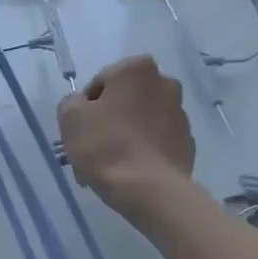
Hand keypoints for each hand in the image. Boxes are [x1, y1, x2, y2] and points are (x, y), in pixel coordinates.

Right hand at [57, 55, 196, 214]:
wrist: (149, 189)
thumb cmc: (106, 146)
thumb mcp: (70, 118)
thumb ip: (71, 102)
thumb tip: (83, 106)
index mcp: (137, 68)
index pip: (100, 84)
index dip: (85, 109)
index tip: (81, 132)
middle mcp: (165, 83)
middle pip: (124, 101)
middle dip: (109, 120)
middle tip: (94, 148)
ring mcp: (180, 114)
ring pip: (141, 121)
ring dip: (126, 135)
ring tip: (111, 165)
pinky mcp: (187, 142)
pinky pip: (156, 141)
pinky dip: (144, 150)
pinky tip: (131, 171)